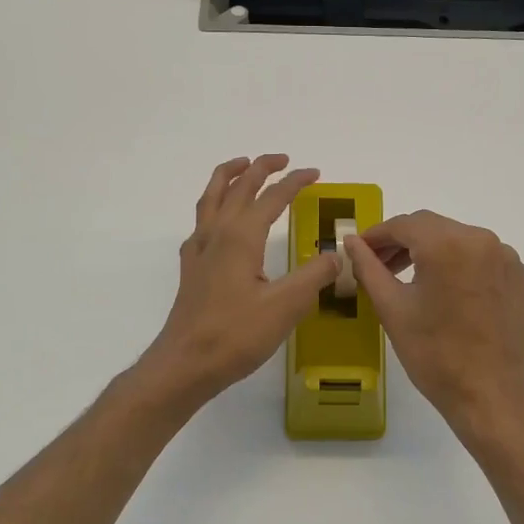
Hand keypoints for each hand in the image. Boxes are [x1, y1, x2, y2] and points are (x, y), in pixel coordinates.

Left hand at [139, 155, 339, 406]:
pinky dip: (213, 203)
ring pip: (211, 196)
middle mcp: (217, 233)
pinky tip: (220, 218)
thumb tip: (337, 255)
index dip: (295, 181)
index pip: (272, 196)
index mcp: (241, 236)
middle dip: (262, 167)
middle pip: (238, 186)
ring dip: (229, 175)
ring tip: (243, 165)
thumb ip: (314, 276)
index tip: (315, 173)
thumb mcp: (285, 306)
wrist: (185, 364)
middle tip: (284, 160)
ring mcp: (199, 249)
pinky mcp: (191, 267)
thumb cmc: (236, 335)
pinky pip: (201, 219)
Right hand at [345, 211, 523, 441]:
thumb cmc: (433, 354)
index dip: (377, 235)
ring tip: (412, 279)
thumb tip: (350, 241)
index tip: (360, 249)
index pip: (404, 224)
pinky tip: (449, 292)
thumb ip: (368, 267)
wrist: (489, 395)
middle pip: (433, 228)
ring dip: (433, 252)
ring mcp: (507, 257)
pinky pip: (483, 258)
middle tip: (380, 265)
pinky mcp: (521, 277)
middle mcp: (482, 239)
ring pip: (459, 240)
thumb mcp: (392, 308)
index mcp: (447, 244)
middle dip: (404, 242)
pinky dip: (462, 266)